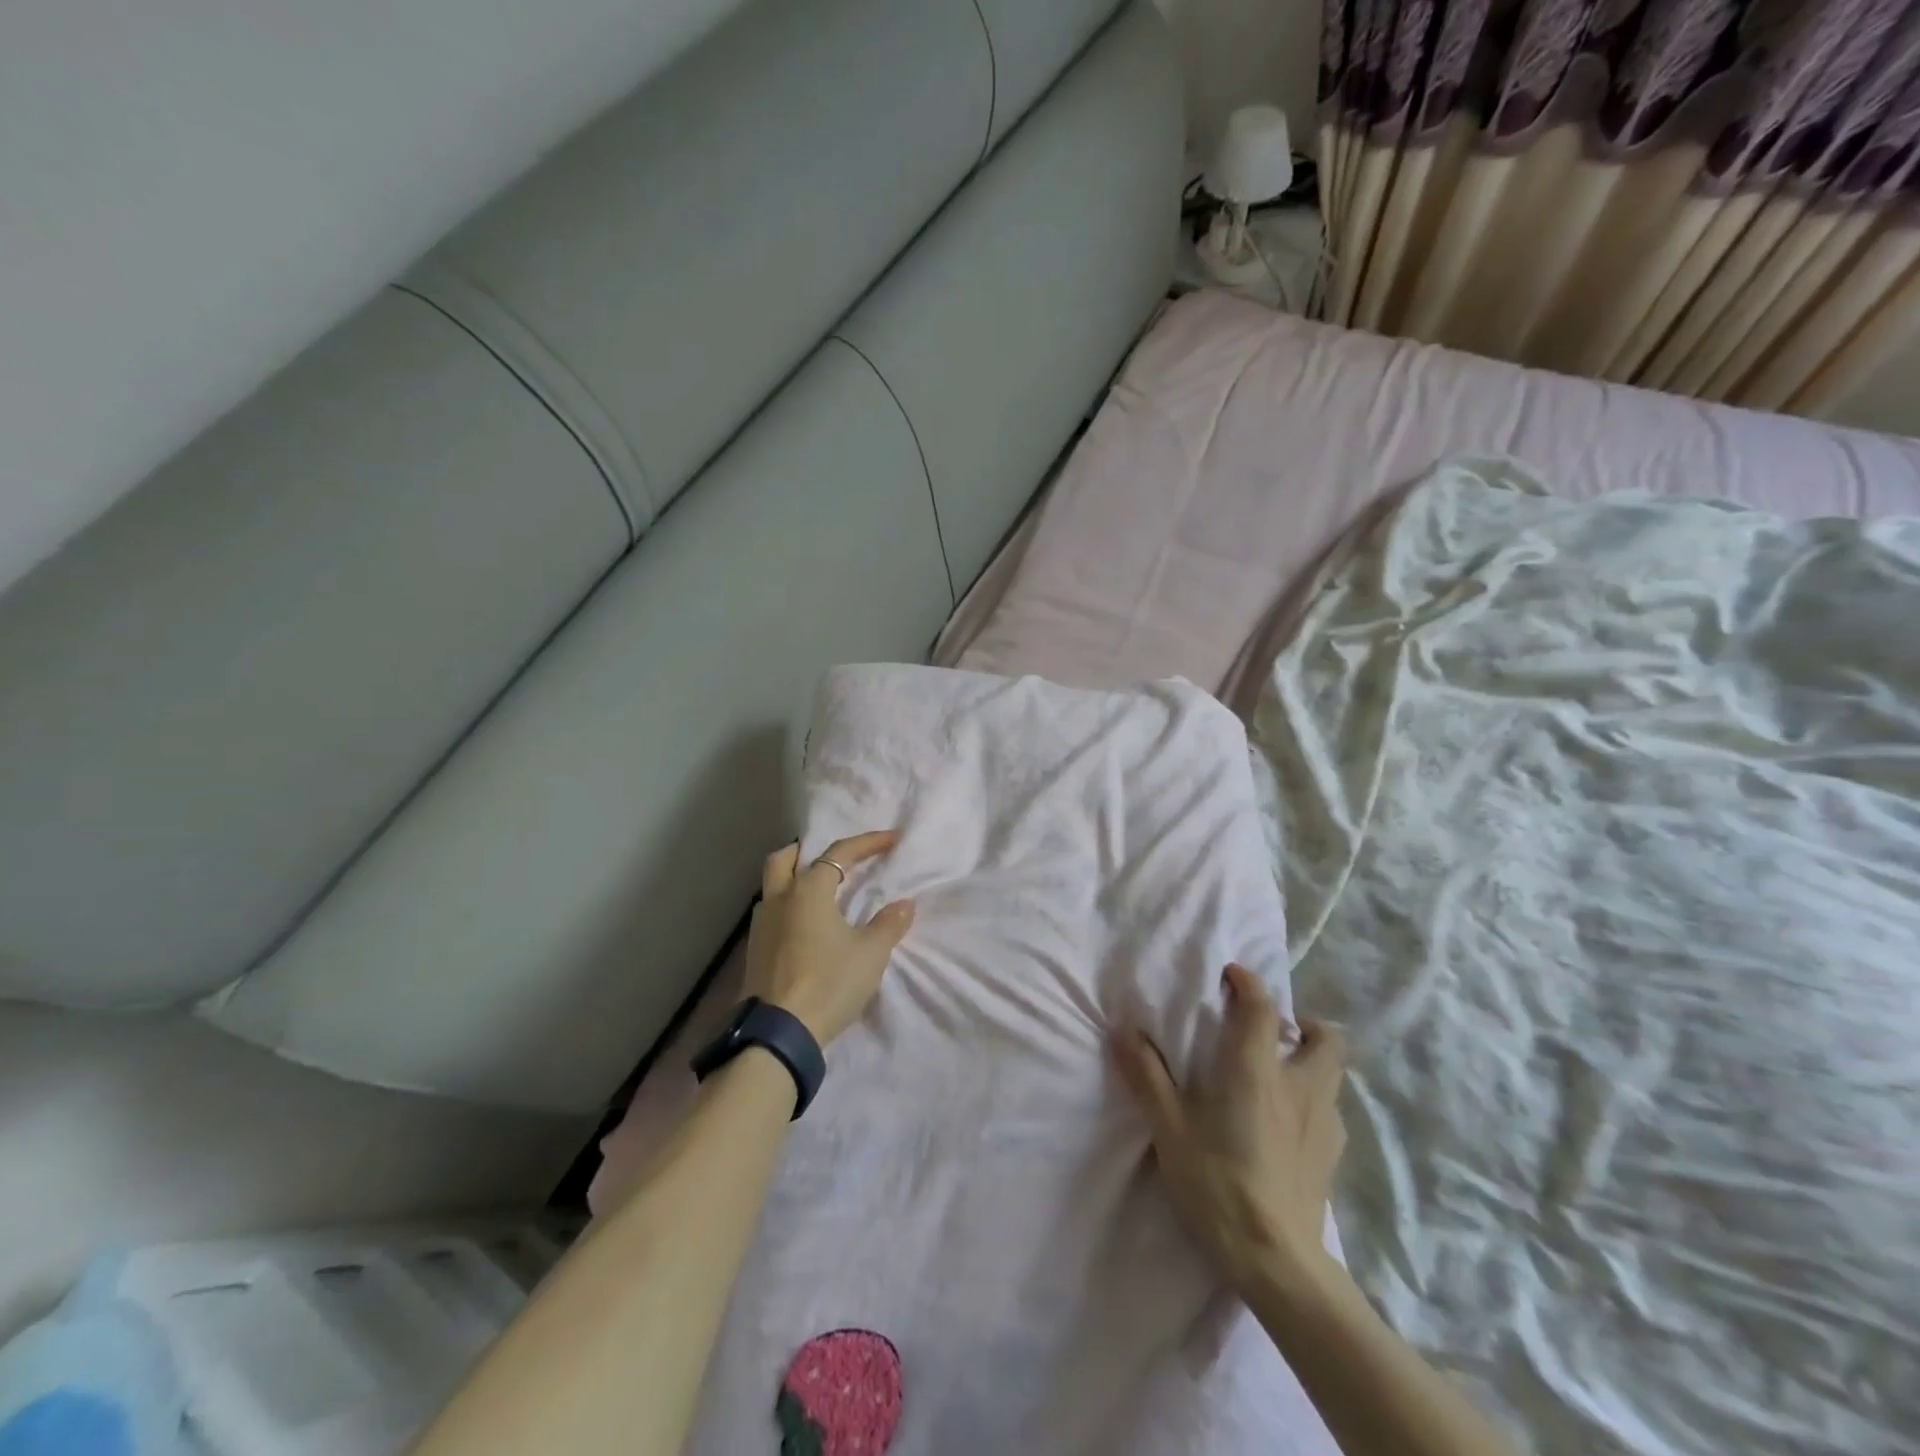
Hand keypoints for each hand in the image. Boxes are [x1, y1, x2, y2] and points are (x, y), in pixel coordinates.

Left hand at [743, 831, 914, 1046]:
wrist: (778, 1034)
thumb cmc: (828, 983)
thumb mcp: (870, 954)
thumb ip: (888, 925)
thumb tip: (904, 905)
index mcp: (808, 890)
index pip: (839, 853)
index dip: (867, 843)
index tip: (891, 840)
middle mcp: (779, 899)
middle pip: (785, 859)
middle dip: (809, 851)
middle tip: (834, 859)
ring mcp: (761, 925)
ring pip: (773, 885)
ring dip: (794, 879)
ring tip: (821, 893)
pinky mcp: (754, 951)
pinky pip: (771, 913)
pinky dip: (788, 907)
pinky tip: (805, 926)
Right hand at [1114, 963, 1346, 1290]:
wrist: (1277, 1261)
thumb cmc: (1217, 1183)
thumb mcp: (1169, 1128)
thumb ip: (1146, 1074)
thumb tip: (1123, 1029)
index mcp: (1257, 1071)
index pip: (1262, 1008)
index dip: (1249, 983)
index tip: (1232, 975)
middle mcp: (1299, 1085)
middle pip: (1325, 1037)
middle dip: (1302, 1024)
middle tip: (1271, 1032)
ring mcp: (1324, 1122)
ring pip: (1333, 1073)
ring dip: (1311, 1061)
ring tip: (1278, 1075)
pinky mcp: (1333, 1155)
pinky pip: (1330, 1110)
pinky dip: (1312, 1101)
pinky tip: (1288, 1125)